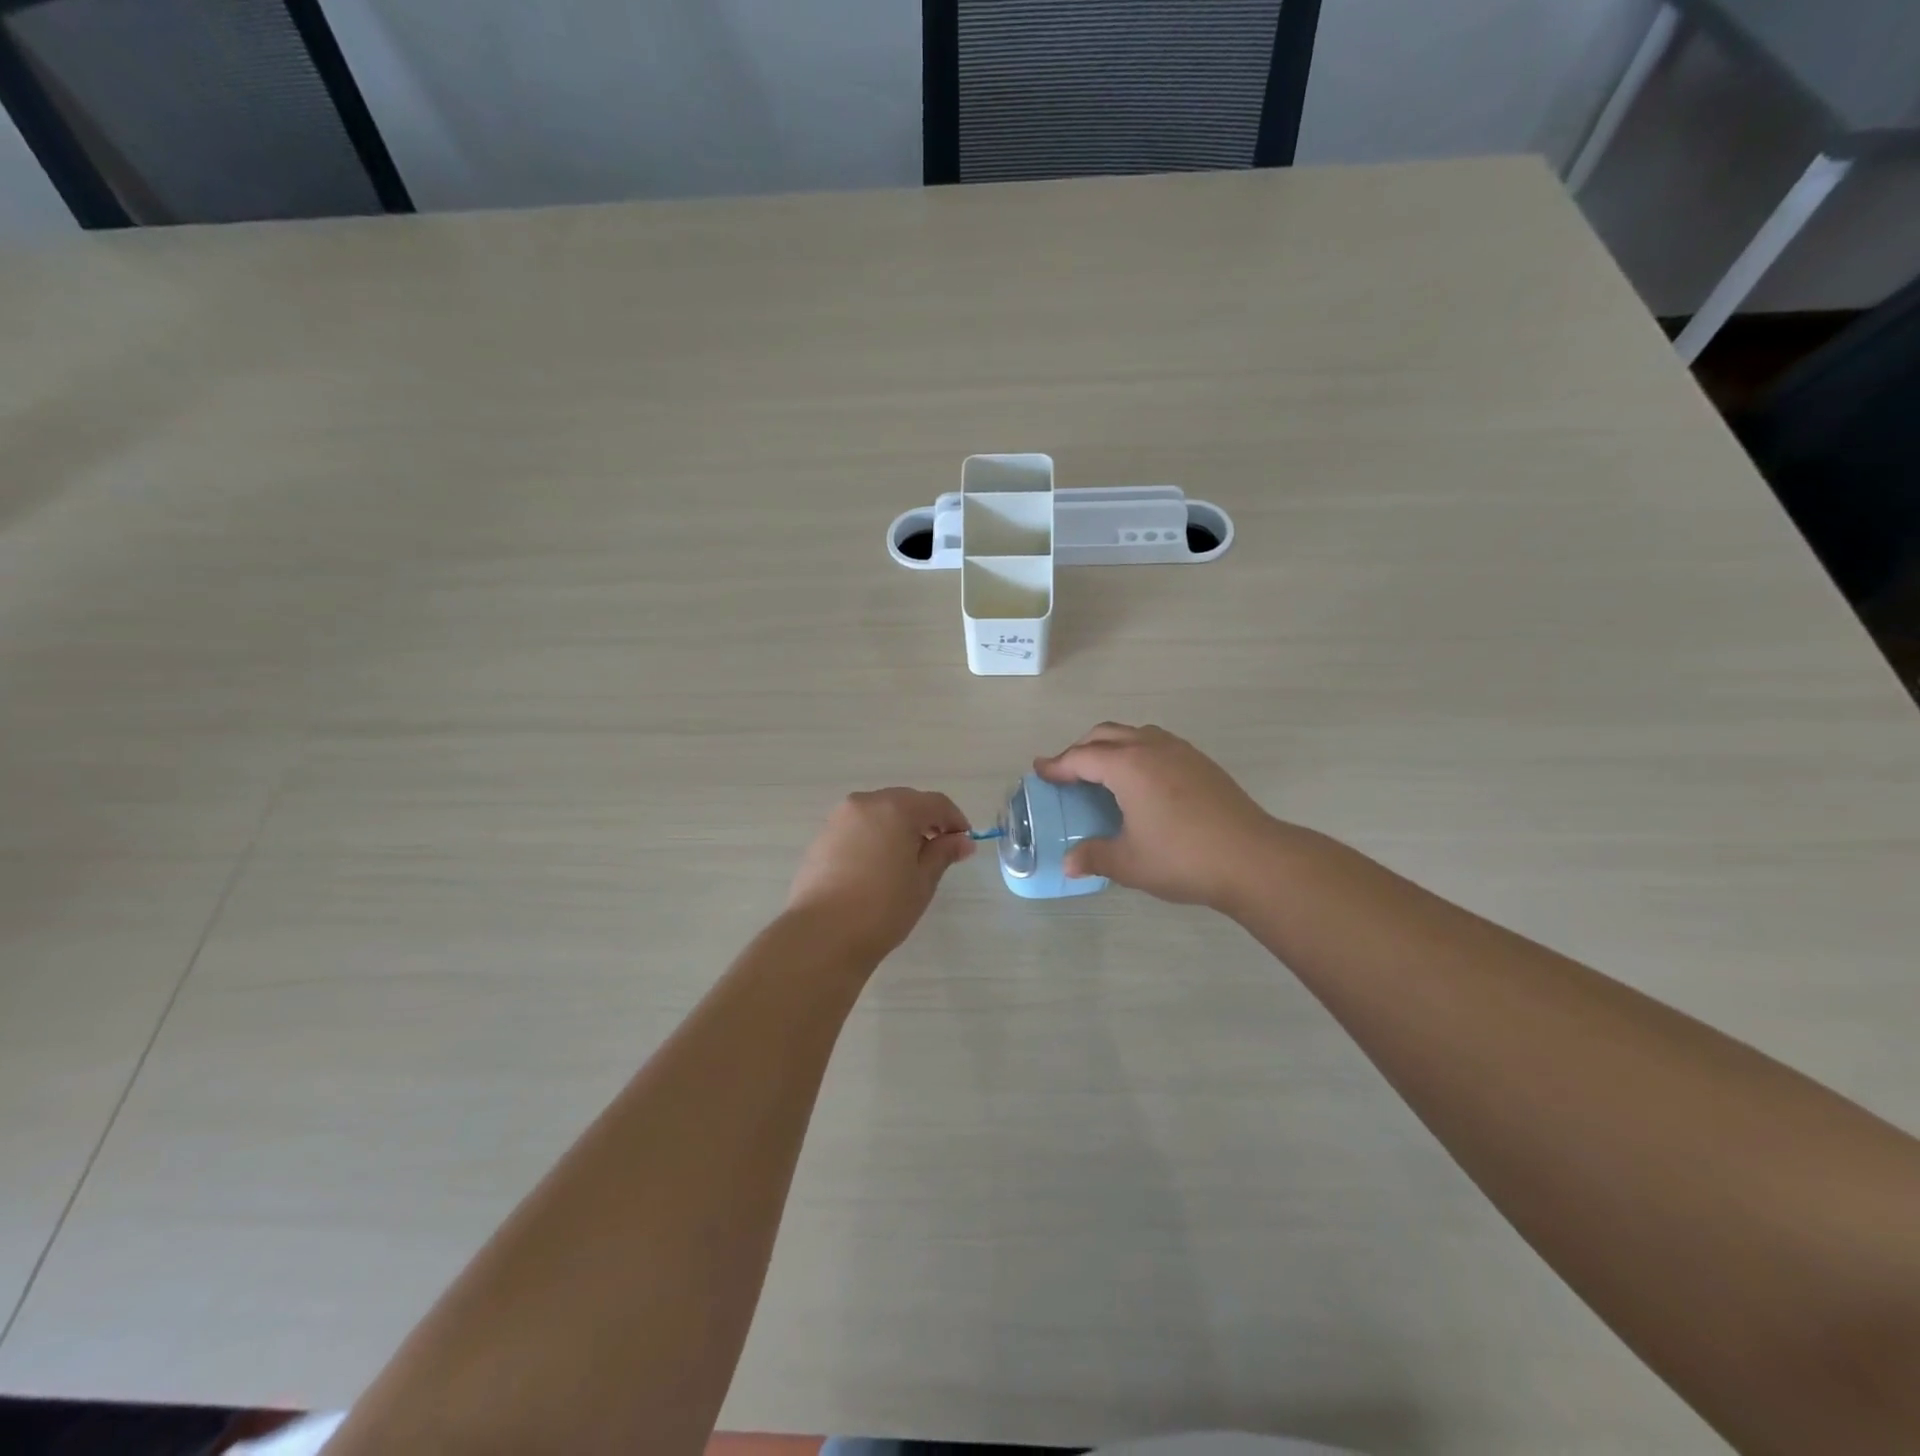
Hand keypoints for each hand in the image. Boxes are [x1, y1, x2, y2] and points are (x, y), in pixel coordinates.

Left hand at [786, 788, 973, 960]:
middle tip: (939, 850)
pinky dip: (875, 836)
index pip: (935, 803)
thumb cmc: (883, 907)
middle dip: (926, 821)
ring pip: (879, 812)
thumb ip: (943, 853)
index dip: (955, 820)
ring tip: (908, 860)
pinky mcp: (822, 837)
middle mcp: (865, 803)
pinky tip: (879, 866)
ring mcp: (839, 819)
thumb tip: (962, 841)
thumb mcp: (922, 881)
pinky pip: (859, 827)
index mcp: (895, 808)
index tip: (964, 842)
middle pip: (905, 802)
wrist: (822, 935)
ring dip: (899, 827)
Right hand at [1035, 723, 1279, 910]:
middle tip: (1067, 772)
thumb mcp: (1129, 863)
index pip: (1081, 758)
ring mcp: (1180, 752)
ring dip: (1111, 745)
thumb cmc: (1182, 858)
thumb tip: (1068, 864)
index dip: (1057, 765)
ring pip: (1135, 734)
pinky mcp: (1201, 762)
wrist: (1252, 858)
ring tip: (1103, 771)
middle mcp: (1151, 748)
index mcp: (1127, 766)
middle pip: (1106, 735)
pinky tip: (1142, 780)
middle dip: (1081, 749)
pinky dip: (1137, 751)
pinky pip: (1157, 743)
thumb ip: (1094, 857)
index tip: (1040, 771)